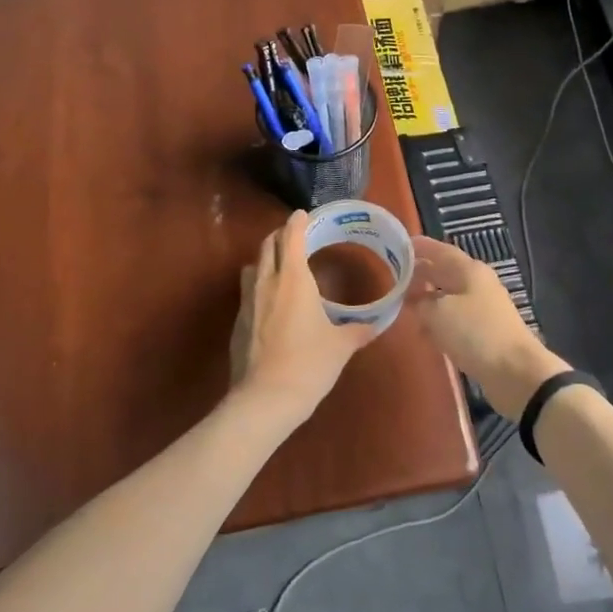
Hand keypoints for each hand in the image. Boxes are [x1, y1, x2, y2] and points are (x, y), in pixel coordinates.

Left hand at [229, 211, 378, 424]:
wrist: (266, 398)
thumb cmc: (309, 364)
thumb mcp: (341, 346)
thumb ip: (357, 331)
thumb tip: (374, 326)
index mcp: (294, 279)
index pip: (292, 238)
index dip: (297, 223)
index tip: (302, 214)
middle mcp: (267, 283)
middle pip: (268, 246)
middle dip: (280, 237)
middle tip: (294, 237)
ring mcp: (247, 302)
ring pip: (252, 267)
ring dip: (265, 260)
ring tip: (279, 267)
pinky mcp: (238, 323)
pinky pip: (247, 293)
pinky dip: (258, 287)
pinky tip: (270, 303)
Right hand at [405, 237, 568, 420]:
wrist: (515, 372)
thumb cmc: (475, 333)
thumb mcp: (438, 313)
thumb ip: (420, 302)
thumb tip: (413, 300)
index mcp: (469, 270)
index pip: (439, 249)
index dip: (418, 246)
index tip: (395, 245)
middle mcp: (477, 283)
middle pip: (444, 272)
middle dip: (419, 273)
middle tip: (392, 276)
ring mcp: (482, 308)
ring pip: (448, 296)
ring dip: (427, 298)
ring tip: (401, 303)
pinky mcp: (484, 331)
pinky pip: (454, 318)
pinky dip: (437, 320)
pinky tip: (423, 330)